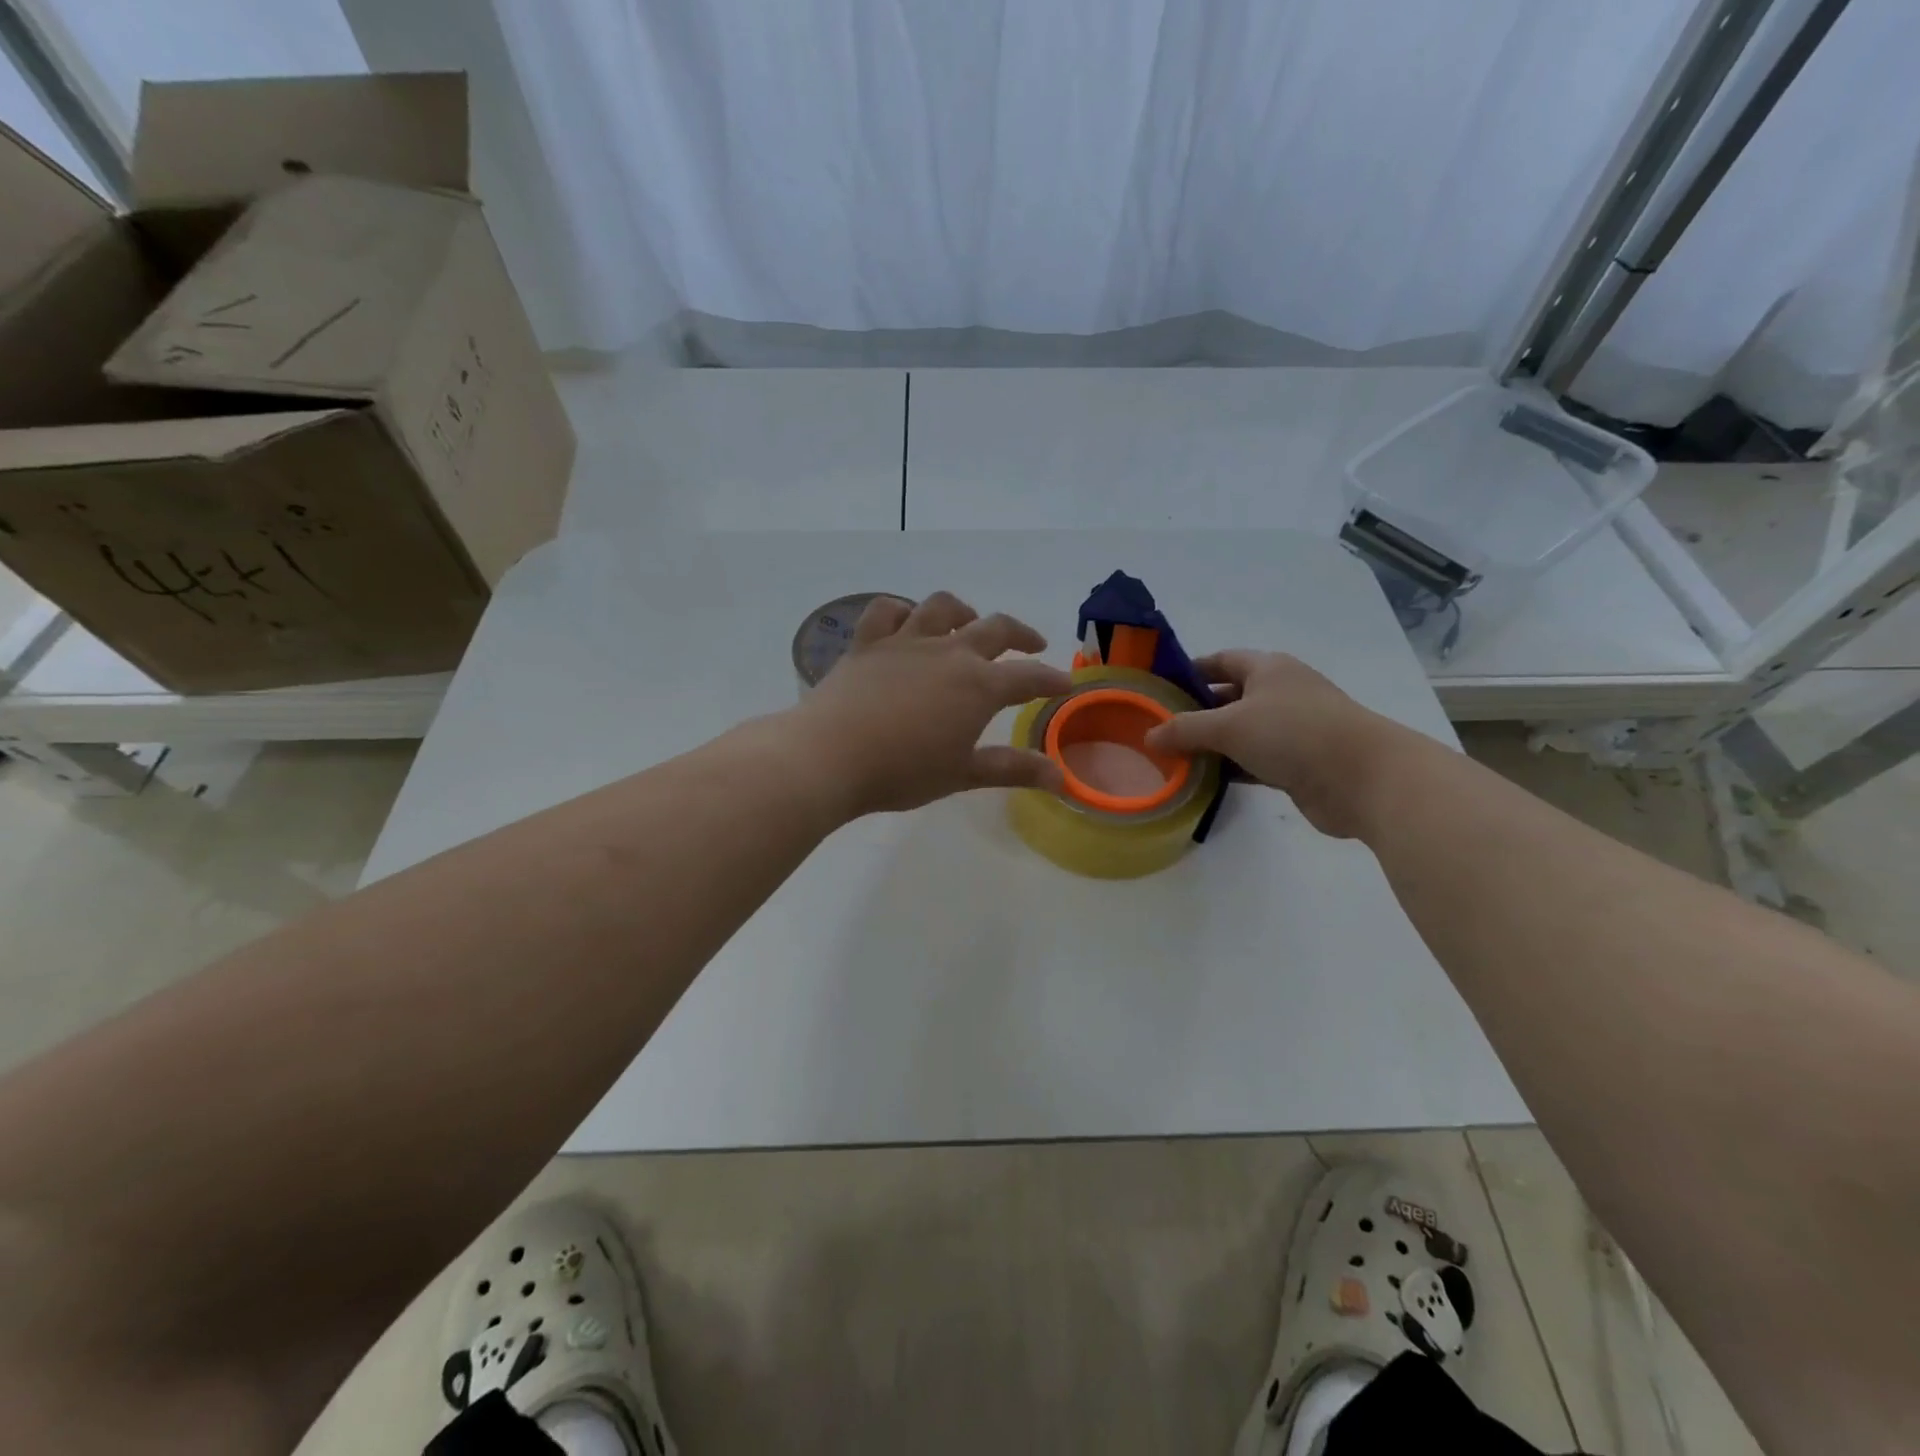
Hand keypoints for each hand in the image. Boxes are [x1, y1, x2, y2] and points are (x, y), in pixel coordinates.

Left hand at [791, 592, 1073, 817]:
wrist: (830, 756)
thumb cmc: (902, 772)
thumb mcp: (962, 774)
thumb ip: (1012, 770)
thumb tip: (1061, 779)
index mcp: (978, 686)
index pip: (1029, 677)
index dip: (1051, 680)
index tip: (1065, 683)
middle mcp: (948, 652)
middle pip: (995, 629)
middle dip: (1020, 634)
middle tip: (1032, 644)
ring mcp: (906, 641)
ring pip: (942, 607)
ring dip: (963, 611)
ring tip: (969, 622)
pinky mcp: (867, 643)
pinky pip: (886, 611)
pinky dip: (901, 611)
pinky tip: (906, 622)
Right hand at [1142, 650, 1406, 838]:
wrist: (1363, 778)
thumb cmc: (1294, 734)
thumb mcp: (1229, 726)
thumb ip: (1184, 730)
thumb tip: (1148, 736)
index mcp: (1268, 669)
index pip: (1221, 660)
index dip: (1190, 671)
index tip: (1159, 689)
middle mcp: (1280, 693)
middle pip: (1228, 697)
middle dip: (1195, 712)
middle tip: (1158, 729)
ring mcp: (1292, 729)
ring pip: (1240, 732)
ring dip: (1211, 745)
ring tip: (1172, 758)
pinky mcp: (1297, 762)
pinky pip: (1253, 761)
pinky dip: (1230, 768)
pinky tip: (1203, 781)